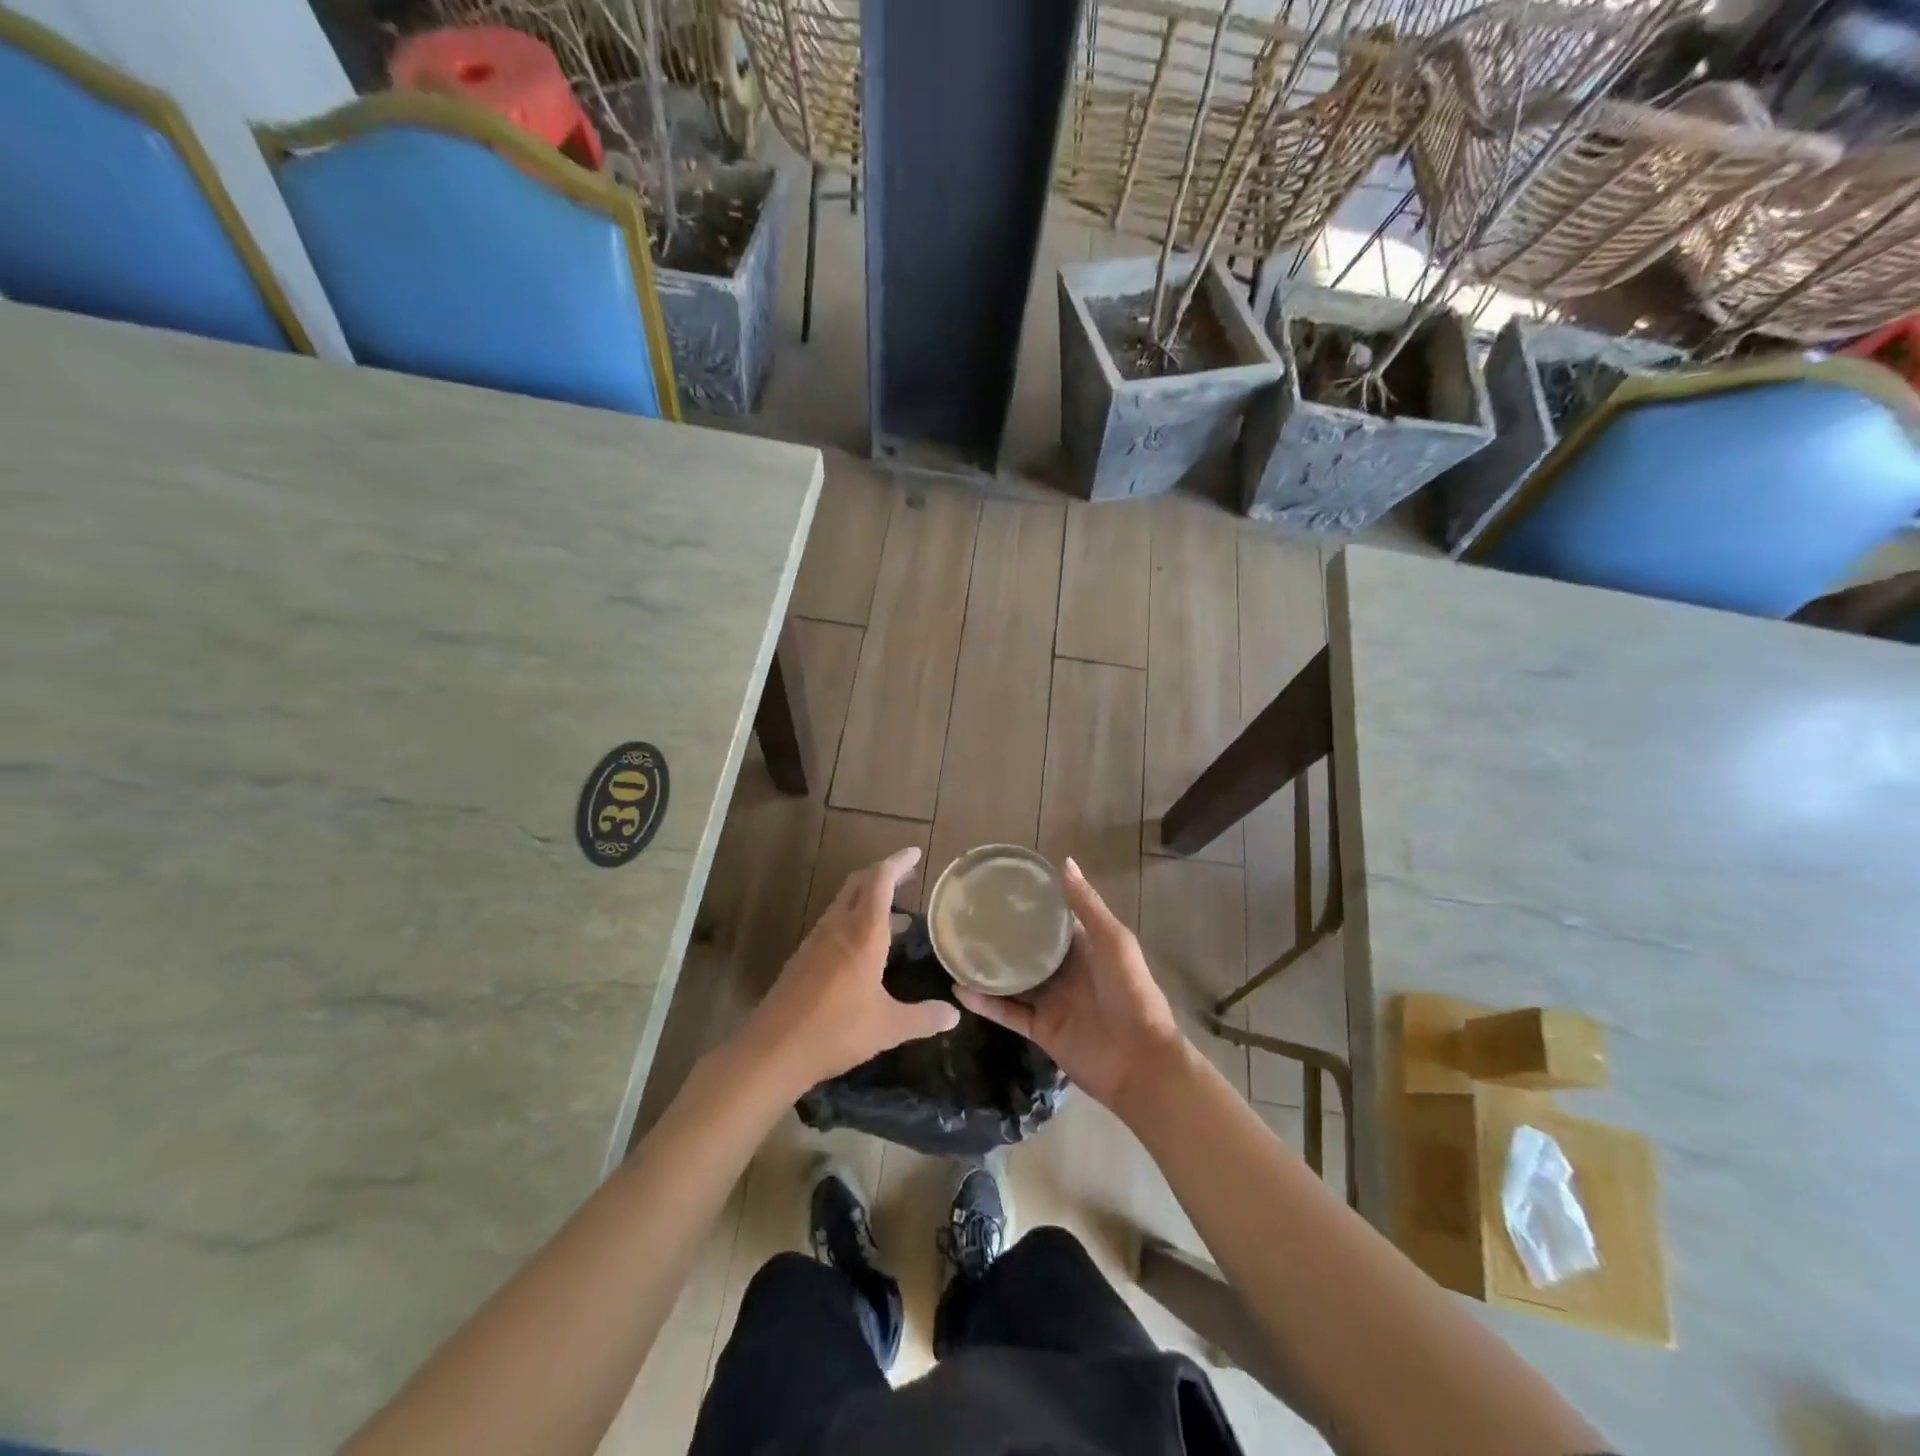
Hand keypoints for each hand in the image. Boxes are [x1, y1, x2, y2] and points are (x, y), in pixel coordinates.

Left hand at [741, 847, 959, 1093]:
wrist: (773, 1049)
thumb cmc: (836, 1030)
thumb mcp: (888, 1027)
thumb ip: (923, 1018)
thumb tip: (954, 1015)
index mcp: (862, 933)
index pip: (880, 881)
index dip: (898, 863)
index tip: (915, 853)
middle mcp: (838, 927)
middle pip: (859, 883)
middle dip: (884, 874)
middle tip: (908, 876)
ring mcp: (816, 940)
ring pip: (844, 903)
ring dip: (868, 898)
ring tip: (896, 914)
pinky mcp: (803, 957)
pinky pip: (833, 923)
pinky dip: (854, 919)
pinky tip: (865, 946)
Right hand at [957, 857, 1187, 1115]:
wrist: (1140, 1062)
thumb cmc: (1131, 993)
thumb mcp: (1114, 941)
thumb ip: (1087, 906)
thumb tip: (1064, 863)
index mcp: (1086, 948)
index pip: (1054, 921)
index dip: (1032, 905)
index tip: (1001, 887)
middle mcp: (1065, 972)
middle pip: (1028, 950)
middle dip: (1004, 935)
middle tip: (969, 915)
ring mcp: (1050, 1001)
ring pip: (1012, 980)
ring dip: (988, 968)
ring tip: (956, 948)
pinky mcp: (1039, 1029)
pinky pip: (1006, 1012)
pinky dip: (984, 1002)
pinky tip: (959, 989)